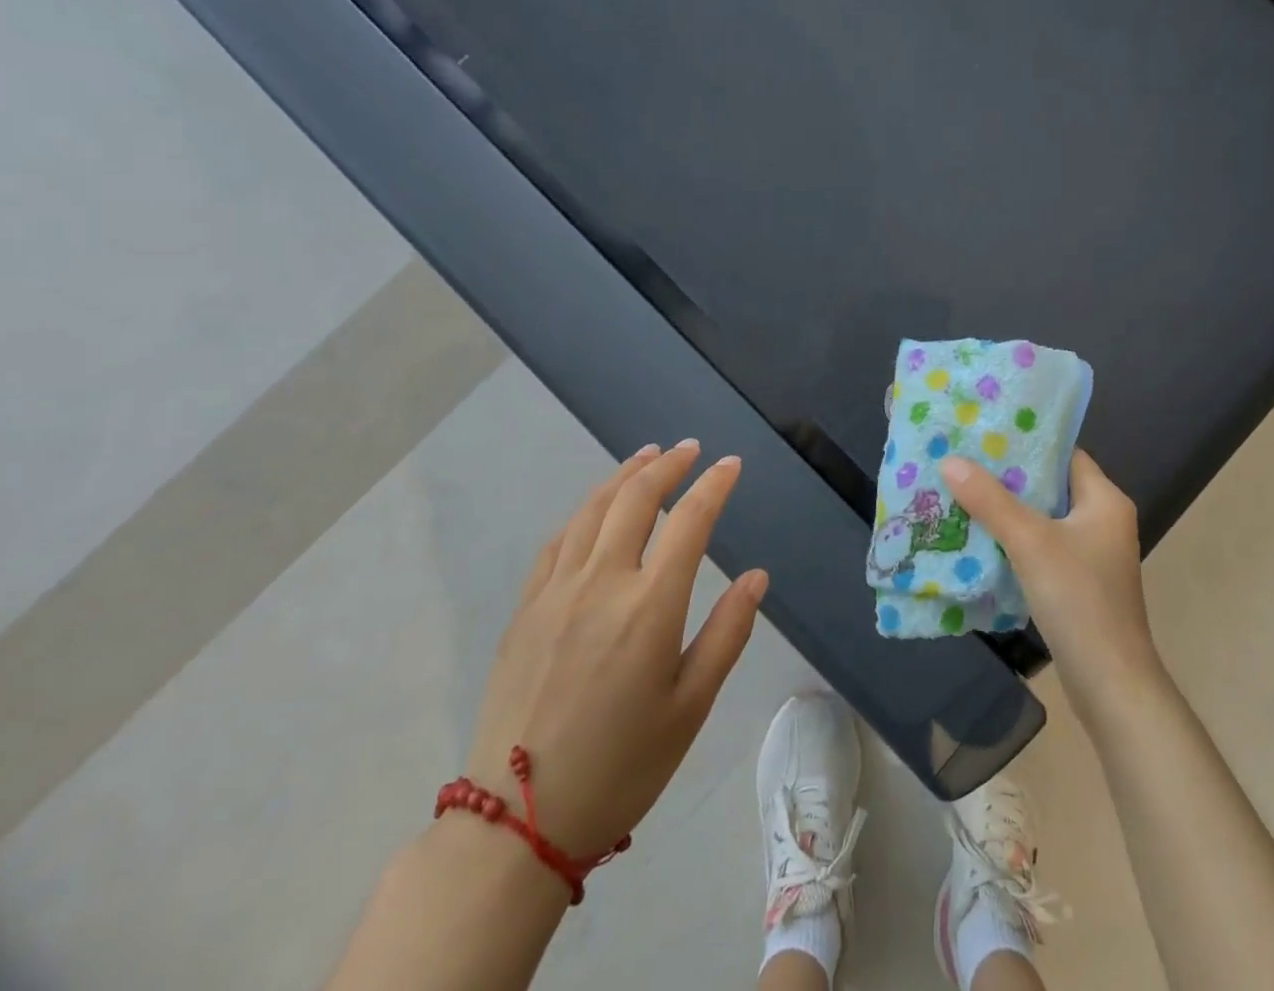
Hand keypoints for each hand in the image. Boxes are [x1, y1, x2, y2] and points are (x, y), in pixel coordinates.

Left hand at [462, 440, 767, 860]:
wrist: (516, 825)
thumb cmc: (620, 767)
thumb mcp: (690, 708)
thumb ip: (727, 634)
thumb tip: (756, 576)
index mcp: (649, 607)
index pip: (690, 521)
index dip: (714, 485)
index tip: (732, 464)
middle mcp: (602, 583)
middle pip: (636, 499)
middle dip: (667, 465)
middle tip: (690, 448)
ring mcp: (556, 592)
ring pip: (593, 510)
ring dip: (624, 475)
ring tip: (647, 457)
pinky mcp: (525, 609)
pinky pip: (558, 540)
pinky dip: (585, 511)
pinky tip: (596, 508)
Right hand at [941, 450, 1164, 723]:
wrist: (1110, 684)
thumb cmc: (1078, 599)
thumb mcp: (1030, 542)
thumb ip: (990, 500)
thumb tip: (950, 461)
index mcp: (1105, 500)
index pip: (1064, 454)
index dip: (1027, 442)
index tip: (985, 433)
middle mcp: (1103, 520)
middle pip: (1050, 485)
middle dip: (1008, 476)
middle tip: (964, 461)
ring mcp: (1092, 554)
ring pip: (1043, 518)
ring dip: (1008, 509)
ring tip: (963, 492)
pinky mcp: (1079, 582)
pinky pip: (1042, 547)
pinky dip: (1015, 540)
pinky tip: (980, 537)